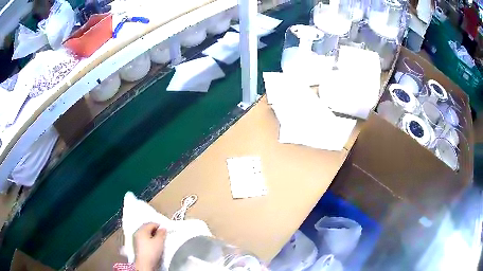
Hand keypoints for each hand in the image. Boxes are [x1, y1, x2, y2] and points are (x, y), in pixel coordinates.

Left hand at [134, 223, 166, 270]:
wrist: (145, 263)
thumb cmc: (152, 251)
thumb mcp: (159, 241)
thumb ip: (161, 233)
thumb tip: (163, 228)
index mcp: (142, 230)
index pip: (151, 224)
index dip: (159, 225)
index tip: (165, 229)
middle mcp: (138, 233)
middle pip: (147, 228)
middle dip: (155, 229)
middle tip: (163, 233)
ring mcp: (137, 239)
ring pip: (146, 234)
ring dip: (152, 234)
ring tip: (159, 239)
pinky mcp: (138, 245)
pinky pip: (144, 239)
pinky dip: (149, 239)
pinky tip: (154, 243)